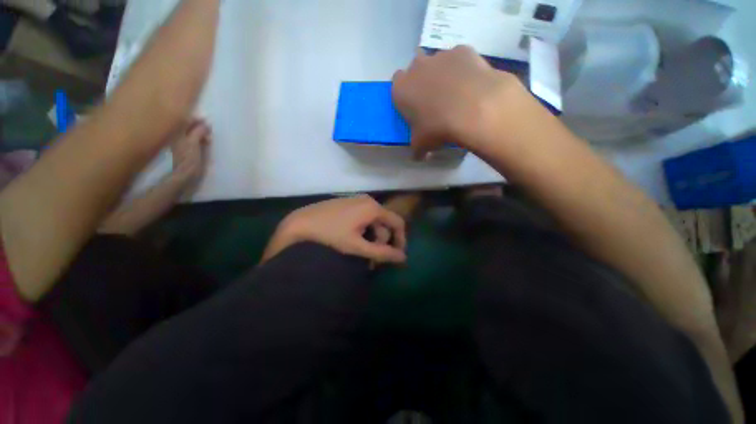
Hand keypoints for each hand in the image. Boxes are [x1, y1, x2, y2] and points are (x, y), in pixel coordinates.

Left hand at [170, 119, 210, 184]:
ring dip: (203, 133)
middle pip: (190, 126)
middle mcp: (179, 136)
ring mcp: (185, 143)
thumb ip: (198, 131)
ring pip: (195, 133)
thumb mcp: (193, 142)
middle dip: (201, 127)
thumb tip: (206, 123)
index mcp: (177, 133)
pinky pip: (197, 140)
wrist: (187, 174)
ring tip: (209, 137)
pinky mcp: (190, 149)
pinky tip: (207, 142)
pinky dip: (203, 139)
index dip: (197, 119)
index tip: (207, 122)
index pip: (186, 120)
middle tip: (210, 130)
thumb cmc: (189, 158)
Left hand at [262, 195, 406, 263]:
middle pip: (383, 223)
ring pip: (372, 222)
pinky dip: (362, 231)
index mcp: (373, 208)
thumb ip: (382, 253)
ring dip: (371, 239)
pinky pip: (362, 218)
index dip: (401, 239)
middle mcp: (367, 201)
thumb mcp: (358, 247)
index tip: (397, 255)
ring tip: (362, 255)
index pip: (397, 222)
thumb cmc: (331, 235)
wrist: (300, 224)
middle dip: (382, 243)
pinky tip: (353, 242)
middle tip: (373, 261)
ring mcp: (355, 201)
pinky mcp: (346, 204)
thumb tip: (403, 258)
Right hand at [392, 46, 526, 158]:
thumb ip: (416, 149)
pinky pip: (459, 59)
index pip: (396, 84)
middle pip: (416, 69)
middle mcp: (417, 66)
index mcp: (401, 88)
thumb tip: (419, 156)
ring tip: (456, 94)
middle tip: (433, 100)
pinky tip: (471, 85)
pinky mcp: (463, 50)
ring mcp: (440, 55)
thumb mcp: (421, 145)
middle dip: (423, 81)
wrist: (473, 110)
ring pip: (438, 63)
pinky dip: (463, 69)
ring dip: (443, 74)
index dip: (405, 94)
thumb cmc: (437, 128)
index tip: (413, 106)